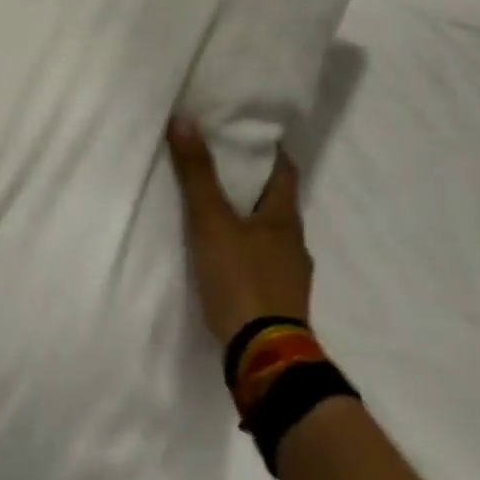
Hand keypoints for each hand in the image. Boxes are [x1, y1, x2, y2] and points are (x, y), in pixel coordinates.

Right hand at [166, 117, 313, 344]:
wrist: (264, 359)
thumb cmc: (241, 279)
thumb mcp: (211, 222)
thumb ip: (197, 174)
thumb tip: (184, 120)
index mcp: (285, 218)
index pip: (285, 171)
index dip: (271, 151)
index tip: (251, 135)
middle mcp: (295, 244)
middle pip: (277, 203)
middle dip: (254, 185)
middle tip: (223, 167)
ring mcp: (291, 277)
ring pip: (270, 236)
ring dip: (250, 222)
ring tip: (219, 212)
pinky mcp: (280, 304)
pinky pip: (264, 265)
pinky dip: (247, 253)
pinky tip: (226, 259)